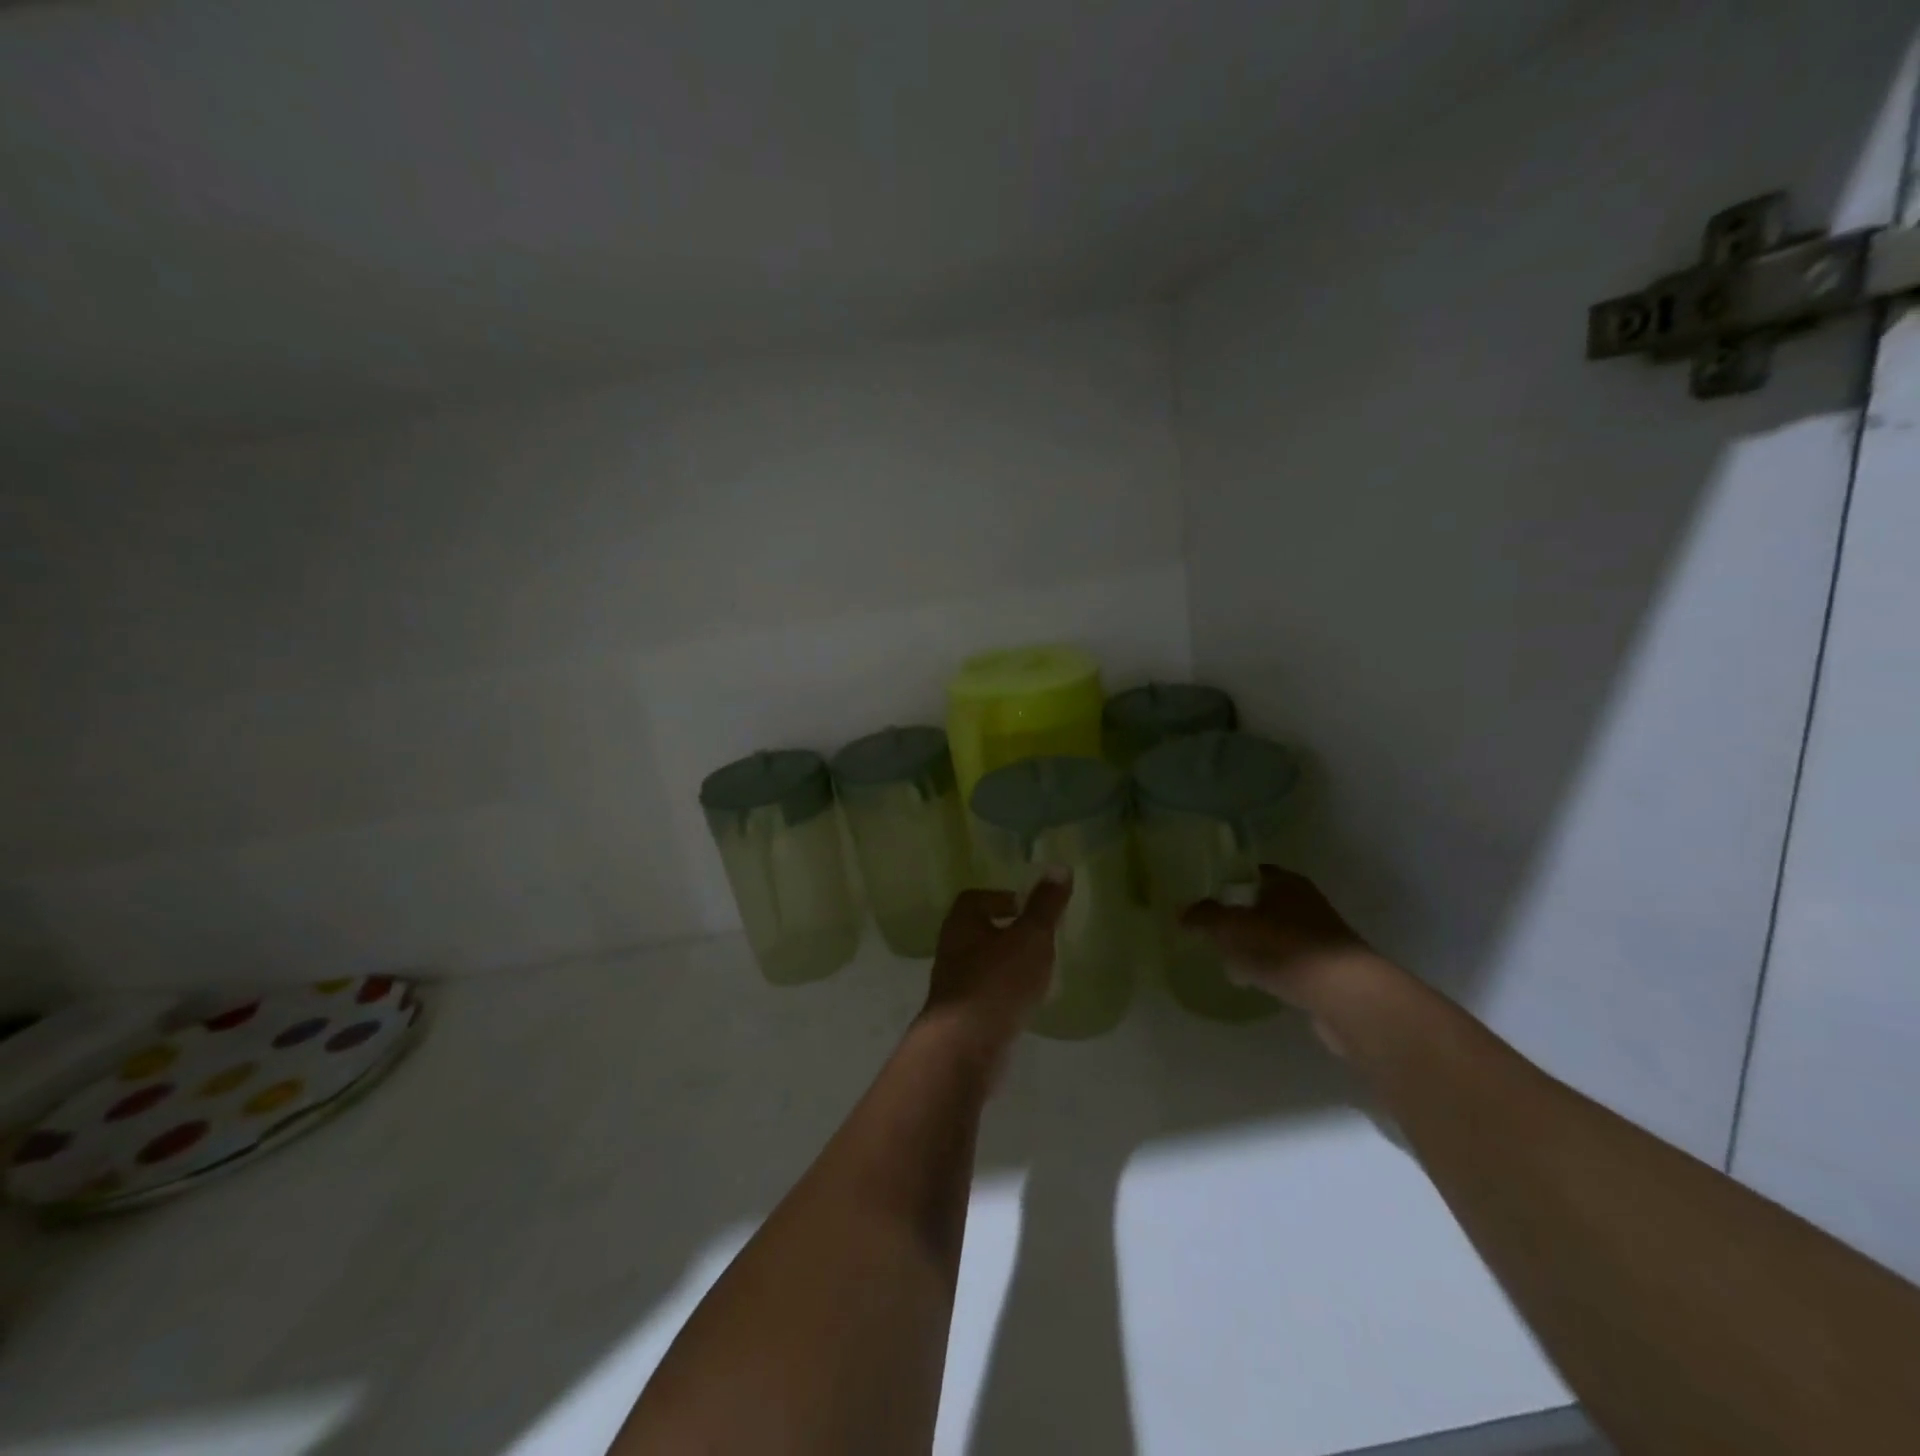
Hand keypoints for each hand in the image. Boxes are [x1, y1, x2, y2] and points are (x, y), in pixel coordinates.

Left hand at [920, 875, 1071, 1056]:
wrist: (965, 1047)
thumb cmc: (998, 982)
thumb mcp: (1031, 937)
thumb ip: (1046, 905)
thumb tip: (1060, 867)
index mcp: (961, 923)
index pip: (974, 898)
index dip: (1000, 898)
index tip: (1026, 909)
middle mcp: (951, 949)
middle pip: (977, 931)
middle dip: (1006, 933)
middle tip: (1037, 939)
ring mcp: (953, 985)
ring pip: (981, 965)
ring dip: (1005, 965)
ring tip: (1036, 972)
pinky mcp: (961, 1016)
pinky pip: (984, 995)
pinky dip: (1003, 994)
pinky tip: (1023, 1004)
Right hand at [1181, 866, 1381, 1043]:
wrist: (1345, 995)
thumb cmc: (1286, 948)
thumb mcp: (1233, 927)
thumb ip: (1205, 916)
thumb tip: (1182, 912)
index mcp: (1285, 882)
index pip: (1249, 873)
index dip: (1225, 884)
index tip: (1203, 900)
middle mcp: (1305, 901)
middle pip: (1261, 904)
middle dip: (1237, 918)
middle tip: (1211, 933)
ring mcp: (1319, 935)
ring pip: (1274, 934)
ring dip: (1254, 945)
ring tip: (1229, 961)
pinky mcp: (1326, 967)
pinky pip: (1288, 960)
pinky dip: (1271, 967)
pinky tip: (1255, 981)